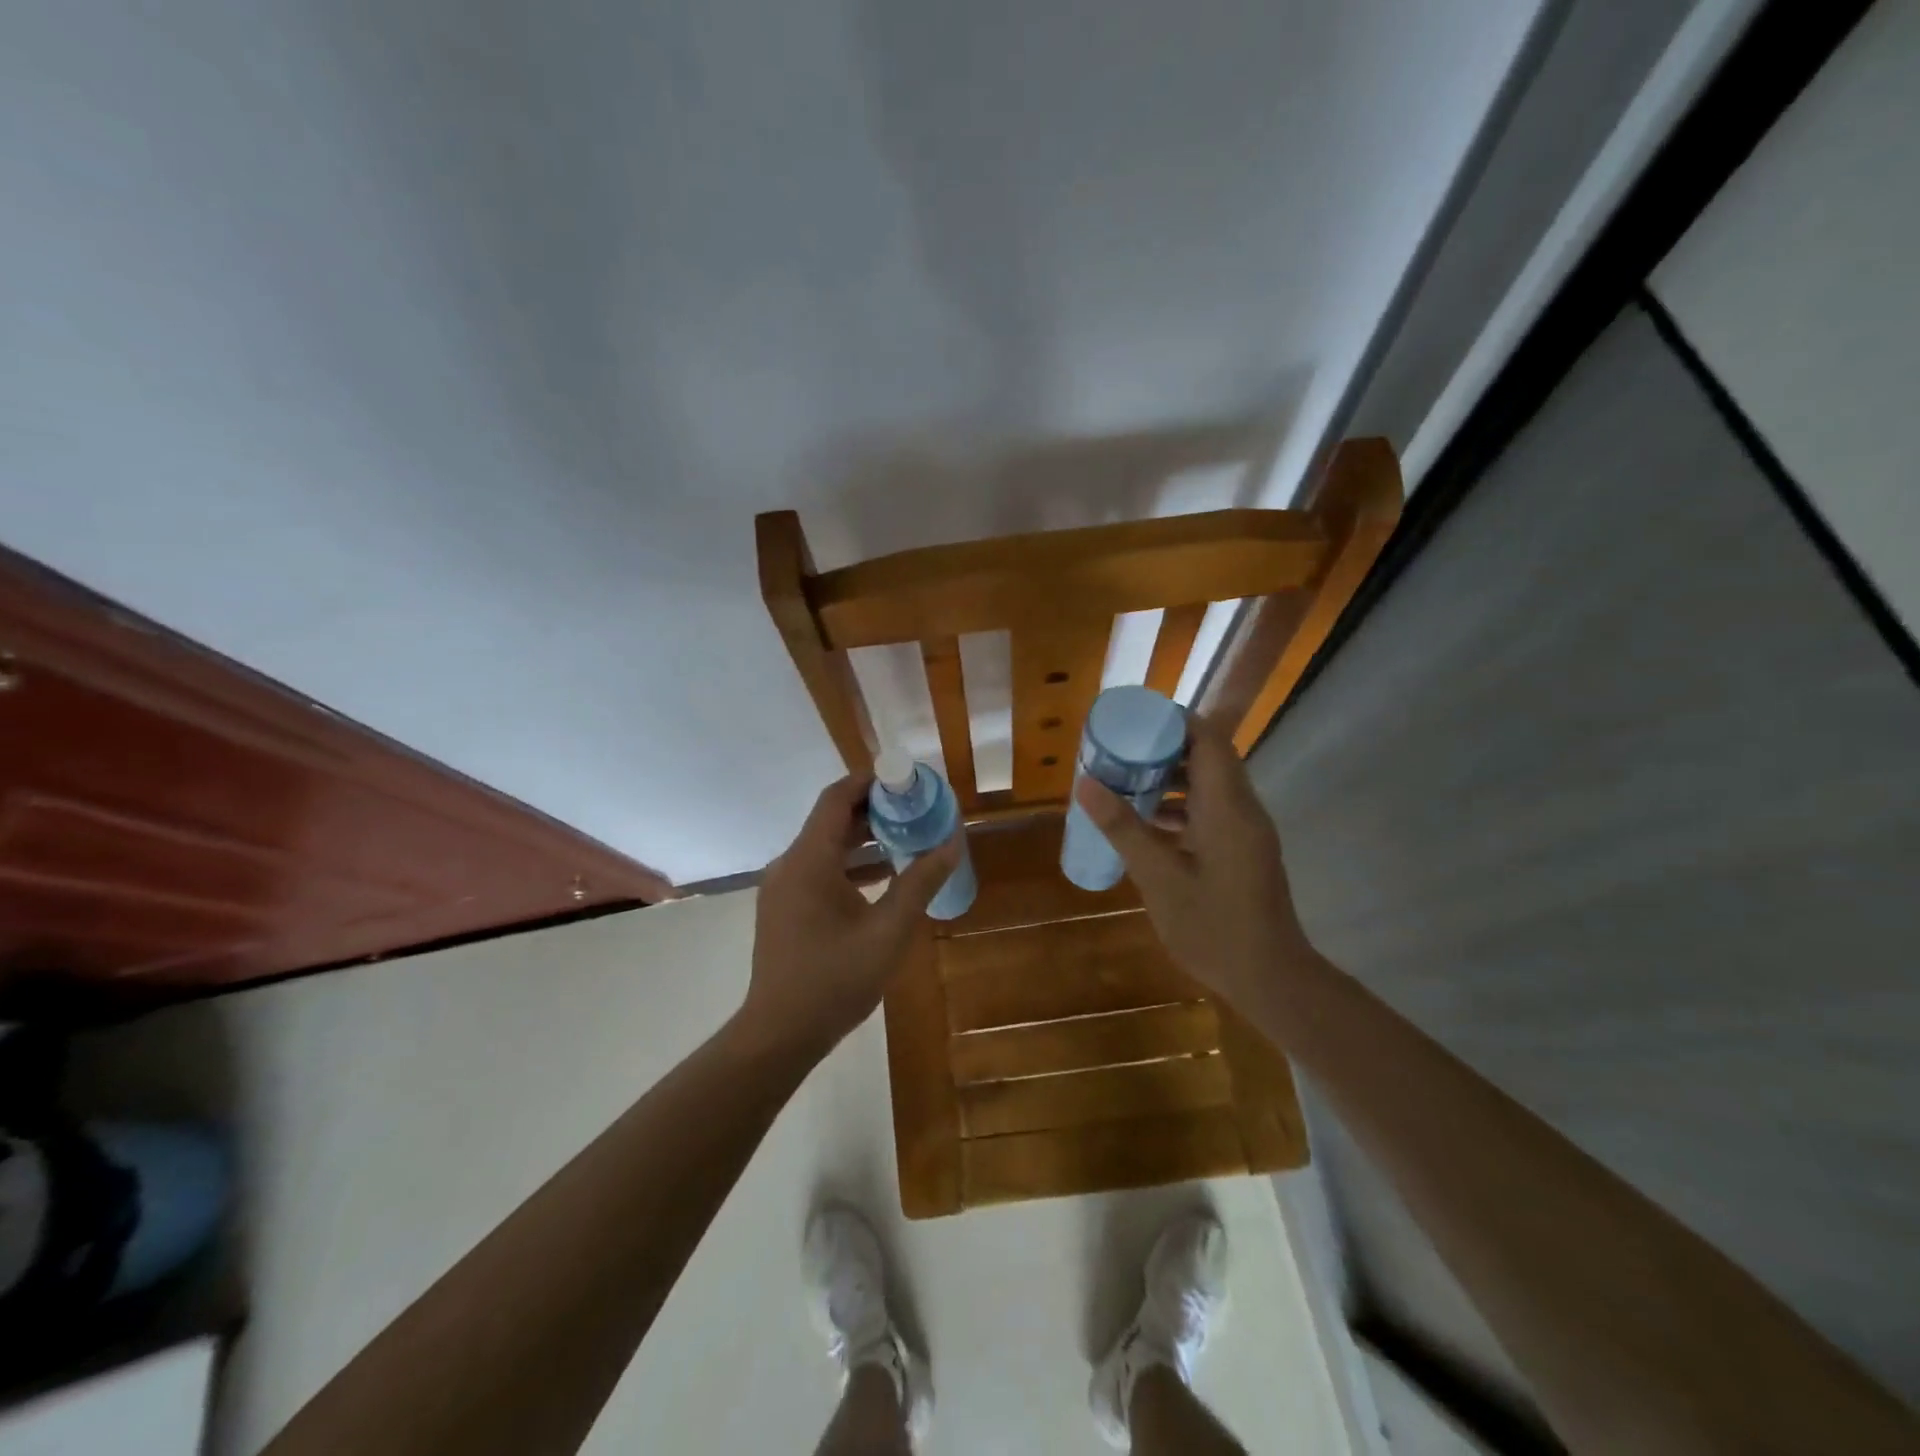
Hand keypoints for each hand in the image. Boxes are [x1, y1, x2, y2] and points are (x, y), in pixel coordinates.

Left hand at [741, 774, 963, 1055]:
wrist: (779, 1035)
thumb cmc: (834, 981)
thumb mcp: (888, 932)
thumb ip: (920, 883)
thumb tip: (952, 844)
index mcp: (809, 860)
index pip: (837, 798)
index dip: (872, 781)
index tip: (909, 779)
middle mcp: (789, 864)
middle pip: (832, 819)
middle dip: (876, 810)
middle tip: (918, 808)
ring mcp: (783, 887)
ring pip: (827, 846)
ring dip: (866, 839)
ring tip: (909, 837)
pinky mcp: (785, 908)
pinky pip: (820, 869)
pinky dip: (851, 865)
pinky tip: (885, 877)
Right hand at [1074, 713, 1313, 1011]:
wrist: (1270, 978)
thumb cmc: (1214, 927)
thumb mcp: (1159, 878)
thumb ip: (1123, 828)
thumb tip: (1086, 784)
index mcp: (1226, 807)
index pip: (1208, 739)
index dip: (1173, 721)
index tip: (1133, 721)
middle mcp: (1242, 809)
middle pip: (1207, 757)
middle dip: (1163, 749)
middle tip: (1119, 751)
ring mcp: (1246, 830)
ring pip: (1208, 785)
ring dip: (1169, 779)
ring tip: (1124, 782)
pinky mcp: (1243, 849)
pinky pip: (1211, 811)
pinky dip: (1180, 807)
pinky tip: (1146, 825)